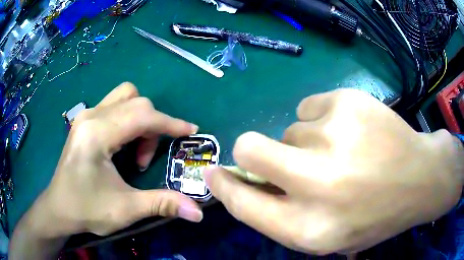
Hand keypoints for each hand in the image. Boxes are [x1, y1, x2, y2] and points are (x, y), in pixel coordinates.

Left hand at [13, 83, 202, 242]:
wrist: (59, 209)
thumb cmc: (87, 209)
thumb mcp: (125, 210)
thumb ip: (162, 204)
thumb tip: (198, 212)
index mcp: (97, 133)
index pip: (142, 115)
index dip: (170, 123)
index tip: (191, 131)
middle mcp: (91, 116)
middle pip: (135, 101)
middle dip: (152, 126)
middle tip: (145, 159)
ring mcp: (86, 116)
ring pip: (124, 98)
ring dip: (139, 119)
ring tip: (133, 152)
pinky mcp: (85, 121)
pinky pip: (114, 106)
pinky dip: (128, 121)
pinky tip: (122, 146)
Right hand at [205, 89, 463, 254]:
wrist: (420, 179)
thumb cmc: (375, 215)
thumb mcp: (327, 236)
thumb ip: (282, 216)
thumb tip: (247, 184)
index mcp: (308, 227)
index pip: (242, 202)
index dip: (223, 185)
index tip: (213, 173)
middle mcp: (316, 183)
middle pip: (249, 147)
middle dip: (250, 150)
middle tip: (277, 156)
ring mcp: (334, 135)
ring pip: (290, 130)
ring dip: (305, 143)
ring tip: (342, 153)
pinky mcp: (347, 101)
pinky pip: (310, 108)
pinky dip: (323, 121)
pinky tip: (352, 132)